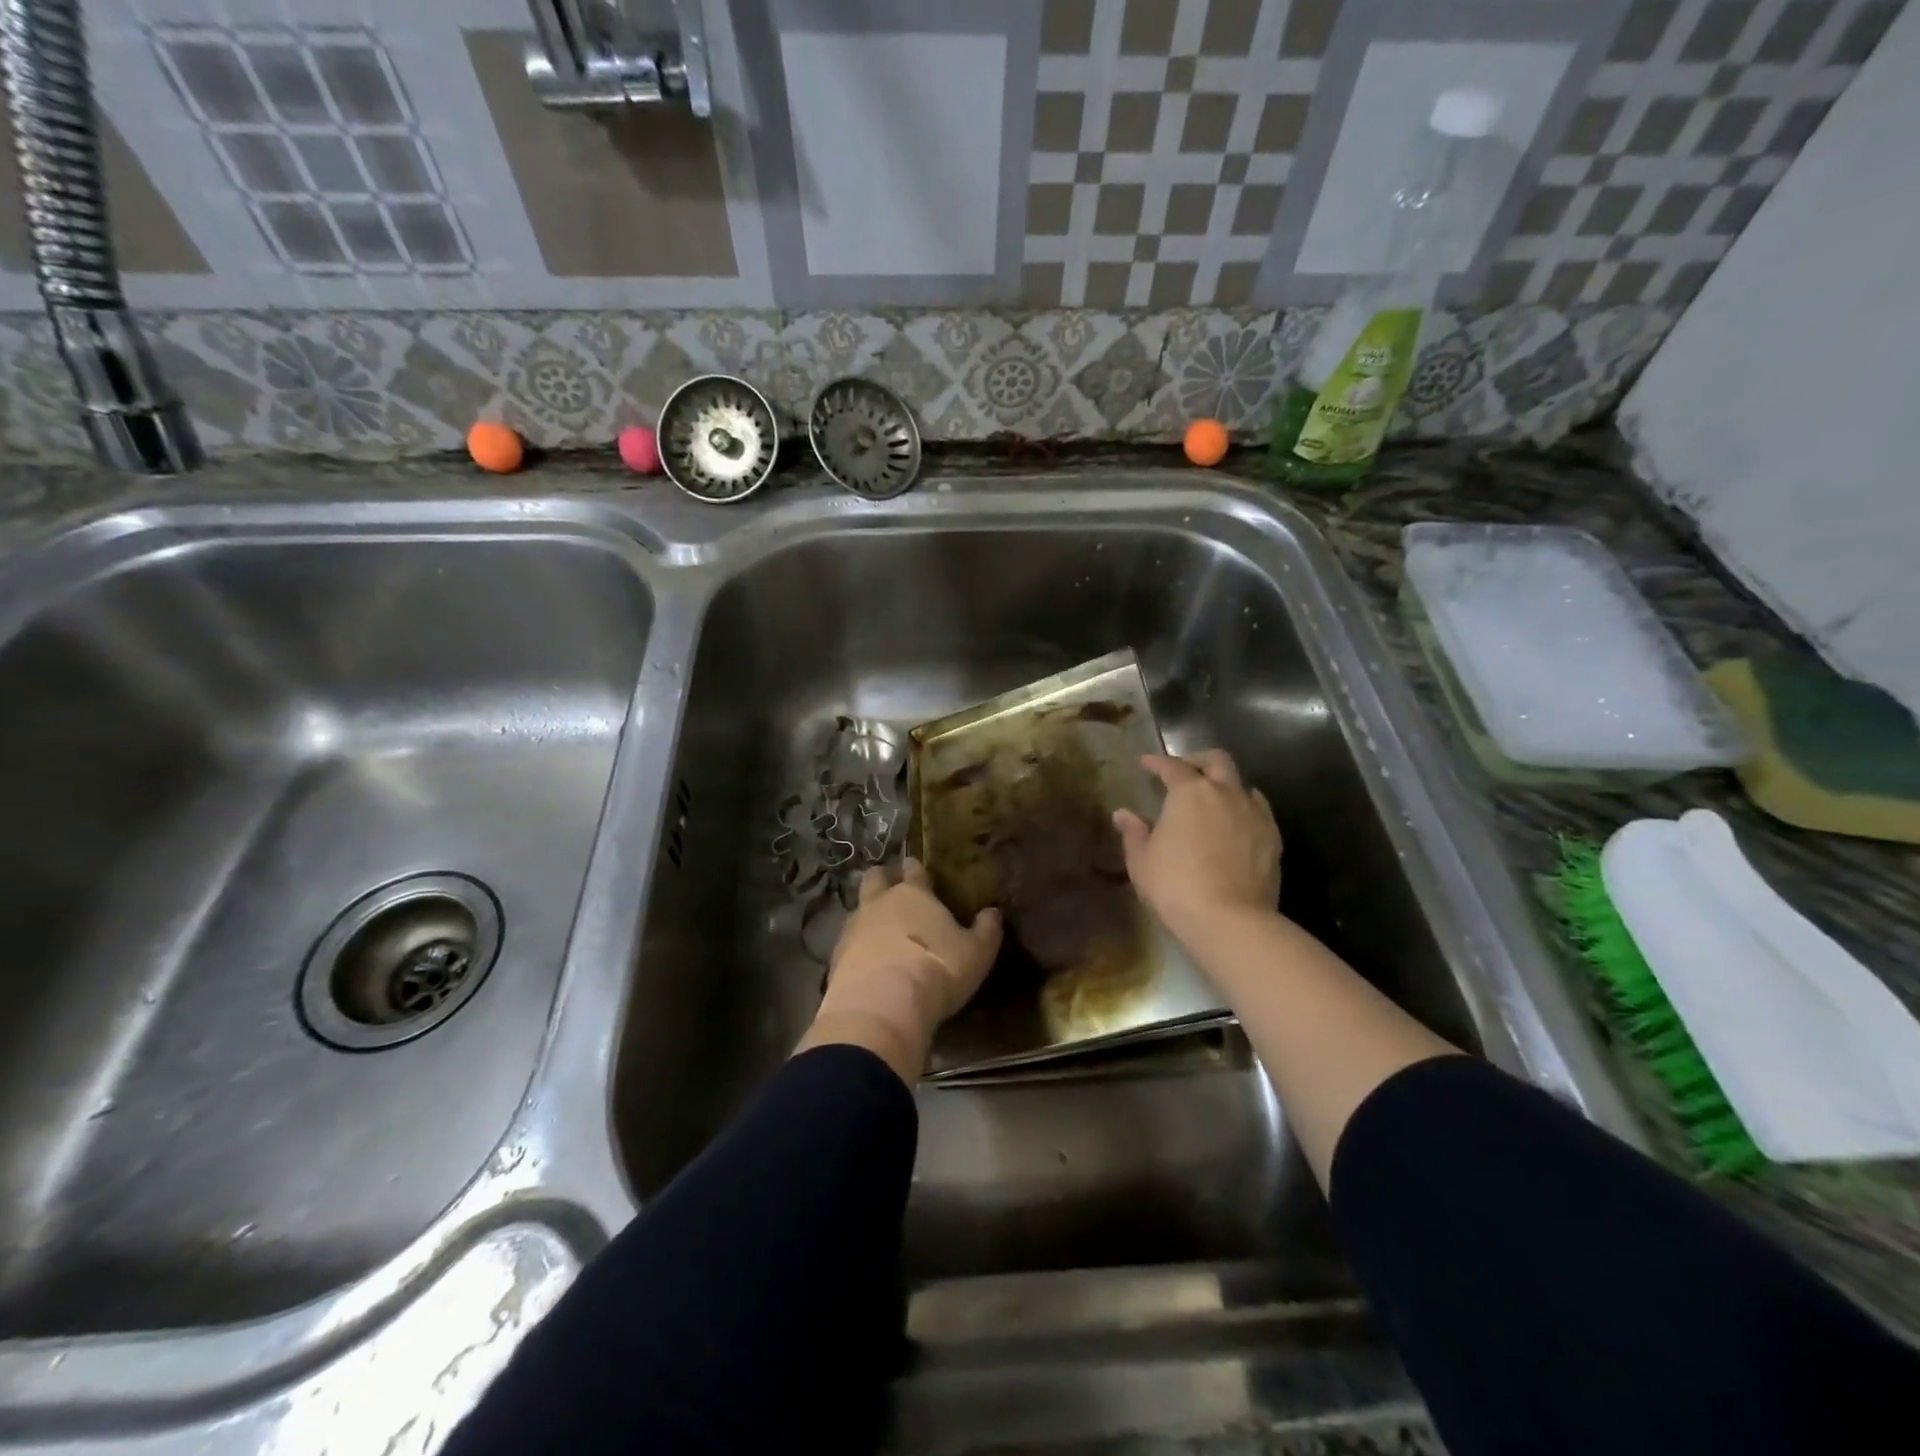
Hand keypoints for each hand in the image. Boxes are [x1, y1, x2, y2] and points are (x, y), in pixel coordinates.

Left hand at [798, 858, 1002, 1083]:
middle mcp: (879, 903)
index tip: (917, 868)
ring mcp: (853, 928)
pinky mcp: (836, 957)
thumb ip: (986, 930)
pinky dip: (856, 947)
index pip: (913, 870)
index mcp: (913, 894)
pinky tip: (866, 961)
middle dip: (882, 879)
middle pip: (875, 878)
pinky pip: (847, 942)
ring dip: (867, 914)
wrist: (882, 1005)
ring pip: (857, 908)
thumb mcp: (976, 953)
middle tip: (891, 888)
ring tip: (878, 929)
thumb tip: (993, 912)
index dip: (915, 868)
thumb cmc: (937, 968)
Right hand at [1113, 751, 1280, 939]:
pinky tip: (1235, 823)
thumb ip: (1134, 832)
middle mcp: (1225, 792)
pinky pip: (1258, 809)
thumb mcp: (1142, 861)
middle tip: (1184, 772)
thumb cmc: (1176, 885)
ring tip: (1212, 799)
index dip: (1157, 762)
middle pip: (1217, 760)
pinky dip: (1244, 808)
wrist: (1231, 920)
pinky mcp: (1273, 836)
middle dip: (1198, 760)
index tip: (1146, 763)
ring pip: (1242, 783)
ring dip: (1225, 784)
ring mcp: (1254, 813)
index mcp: (1190, 792)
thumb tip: (1123, 814)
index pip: (1172, 766)